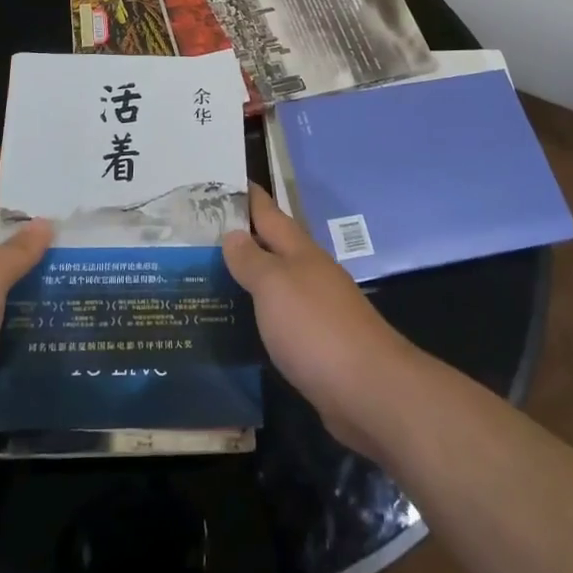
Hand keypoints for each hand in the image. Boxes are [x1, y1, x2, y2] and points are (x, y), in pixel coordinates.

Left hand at [0, 148, 50, 456]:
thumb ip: (14, 252)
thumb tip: (45, 222)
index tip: (12, 145)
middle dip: (23, 210)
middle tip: (64, 194)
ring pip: (5, 270)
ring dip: (32, 257)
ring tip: (73, 243)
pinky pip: (9, 308)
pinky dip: (30, 299)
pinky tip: (55, 300)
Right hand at [223, 185, 422, 459]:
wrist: (370, 392)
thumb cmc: (316, 328)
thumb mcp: (275, 286)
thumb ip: (251, 260)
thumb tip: (233, 234)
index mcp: (300, 252)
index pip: (268, 213)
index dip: (248, 197)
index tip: (223, 180)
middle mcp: (310, 274)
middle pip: (273, 247)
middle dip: (243, 237)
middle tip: (202, 232)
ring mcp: (318, 310)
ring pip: (277, 283)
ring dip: (250, 277)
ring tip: (213, 275)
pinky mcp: (319, 345)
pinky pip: (282, 318)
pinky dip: (261, 313)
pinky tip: (243, 322)